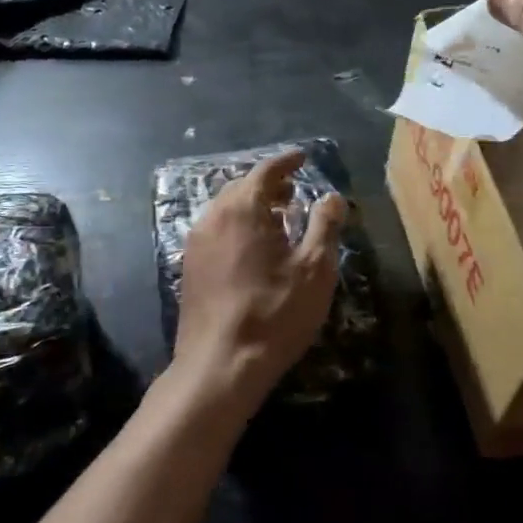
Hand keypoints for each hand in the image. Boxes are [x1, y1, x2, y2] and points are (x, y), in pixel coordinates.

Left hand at [173, 150, 345, 410]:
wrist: (220, 365)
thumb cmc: (275, 313)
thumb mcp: (314, 268)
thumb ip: (325, 225)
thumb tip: (332, 198)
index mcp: (242, 209)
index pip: (265, 171)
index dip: (286, 162)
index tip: (303, 157)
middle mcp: (213, 217)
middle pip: (242, 187)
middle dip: (269, 184)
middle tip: (294, 191)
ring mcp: (196, 243)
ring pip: (226, 209)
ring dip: (253, 206)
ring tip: (279, 218)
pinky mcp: (190, 267)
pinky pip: (217, 230)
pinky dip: (238, 226)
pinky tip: (256, 248)